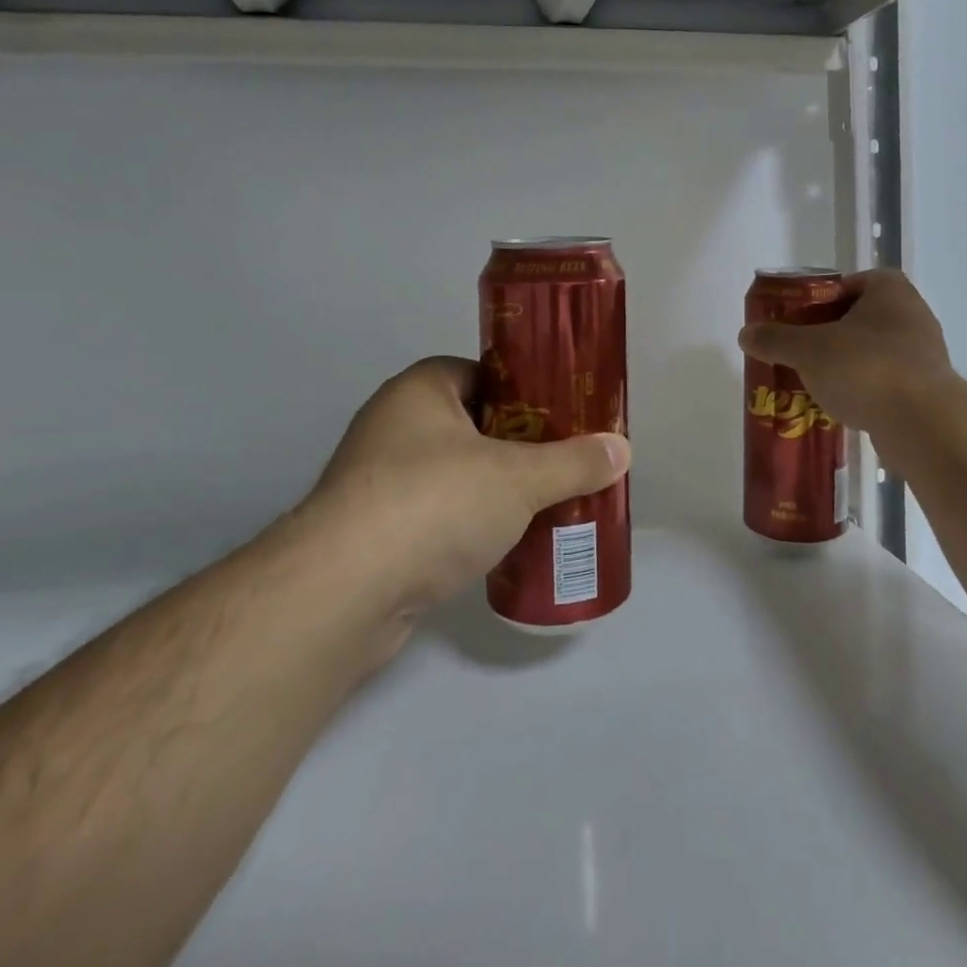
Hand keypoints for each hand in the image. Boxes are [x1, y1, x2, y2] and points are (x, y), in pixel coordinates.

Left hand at [299, 357, 628, 618]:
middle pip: (473, 425)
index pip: (483, 374)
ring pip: (455, 474)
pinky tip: (503, 544)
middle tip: (563, 462)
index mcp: (421, 389)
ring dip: (494, 489)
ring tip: (543, 504)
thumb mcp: (519, 478)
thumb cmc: (434, 503)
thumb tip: (622, 449)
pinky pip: (436, 515)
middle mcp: (393, 425)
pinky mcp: (373, 532)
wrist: (343, 593)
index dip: (526, 392)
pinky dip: (468, 525)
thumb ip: (574, 462)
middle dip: (518, 446)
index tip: (563, 416)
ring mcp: (378, 481)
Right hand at [738, 269, 954, 440]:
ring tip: (815, 382)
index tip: (800, 318)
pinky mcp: (927, 391)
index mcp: (890, 291)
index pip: (852, 282)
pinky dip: (864, 391)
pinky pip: (886, 383)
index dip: (823, 296)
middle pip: (861, 318)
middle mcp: (913, 315)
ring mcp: (924, 355)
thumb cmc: (865, 368)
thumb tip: (745, 333)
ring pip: (874, 352)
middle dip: (831, 334)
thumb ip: (775, 339)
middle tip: (801, 350)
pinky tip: (841, 406)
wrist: (923, 425)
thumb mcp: (808, 349)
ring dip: (847, 364)